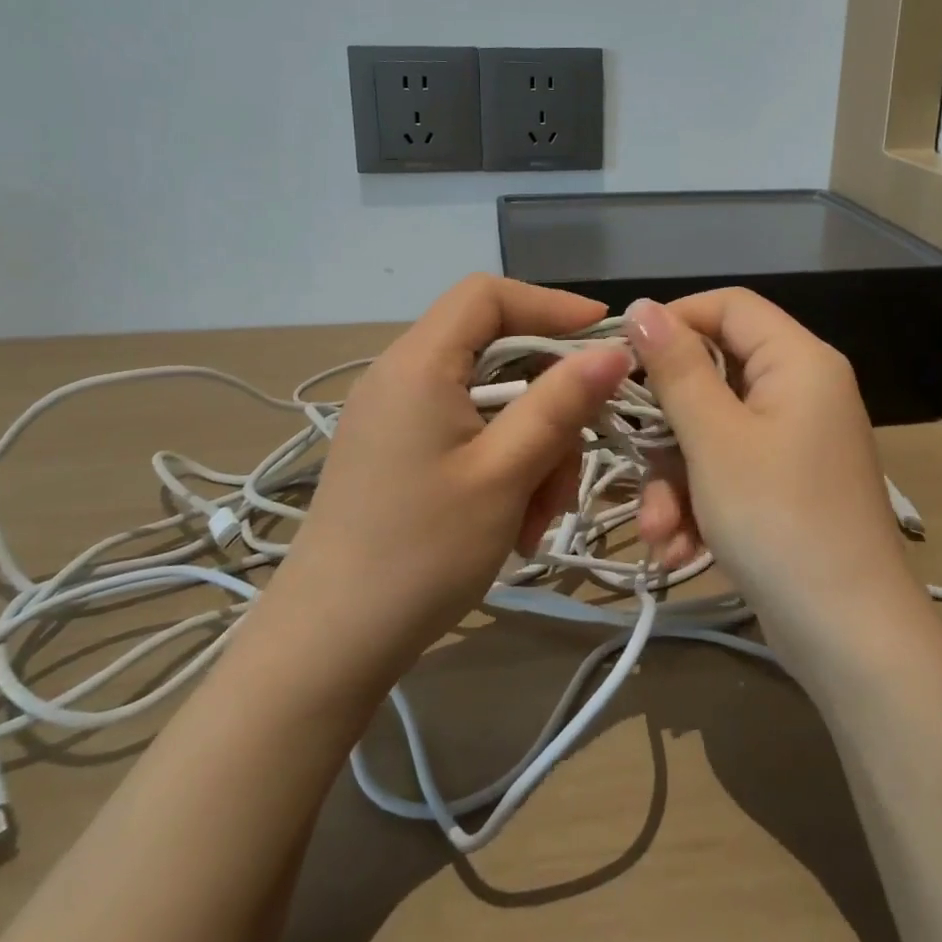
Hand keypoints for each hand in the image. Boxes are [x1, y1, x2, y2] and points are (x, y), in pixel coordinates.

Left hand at [262, 275, 632, 683]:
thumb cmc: (420, 553)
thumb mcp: (504, 474)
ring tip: (538, 515)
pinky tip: (513, 521)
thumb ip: (560, 403)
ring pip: (490, 401)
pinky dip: (503, 465)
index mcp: (418, 364)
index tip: (604, 339)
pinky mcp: (398, 452)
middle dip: (548, 402)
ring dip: (531, 447)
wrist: (328, 647)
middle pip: (496, 353)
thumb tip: (613, 349)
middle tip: (572, 461)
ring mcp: (396, 416)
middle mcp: (401, 376)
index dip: (551, 305)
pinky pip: (467, 433)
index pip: (488, 295)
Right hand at [623, 290, 920, 635]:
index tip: (622, 358)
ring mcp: (795, 440)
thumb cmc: (779, 520)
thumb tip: (640, 305)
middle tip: (635, 463)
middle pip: (714, 375)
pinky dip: (700, 503)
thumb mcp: (714, 440)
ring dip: (675, 480)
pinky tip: (679, 551)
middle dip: (667, 430)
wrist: (851, 639)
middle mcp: (802, 389)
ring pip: (712, 431)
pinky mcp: (786, 484)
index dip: (673, 321)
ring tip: (660, 534)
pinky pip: (729, 469)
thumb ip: (675, 368)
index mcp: (798, 360)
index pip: (729, 305)